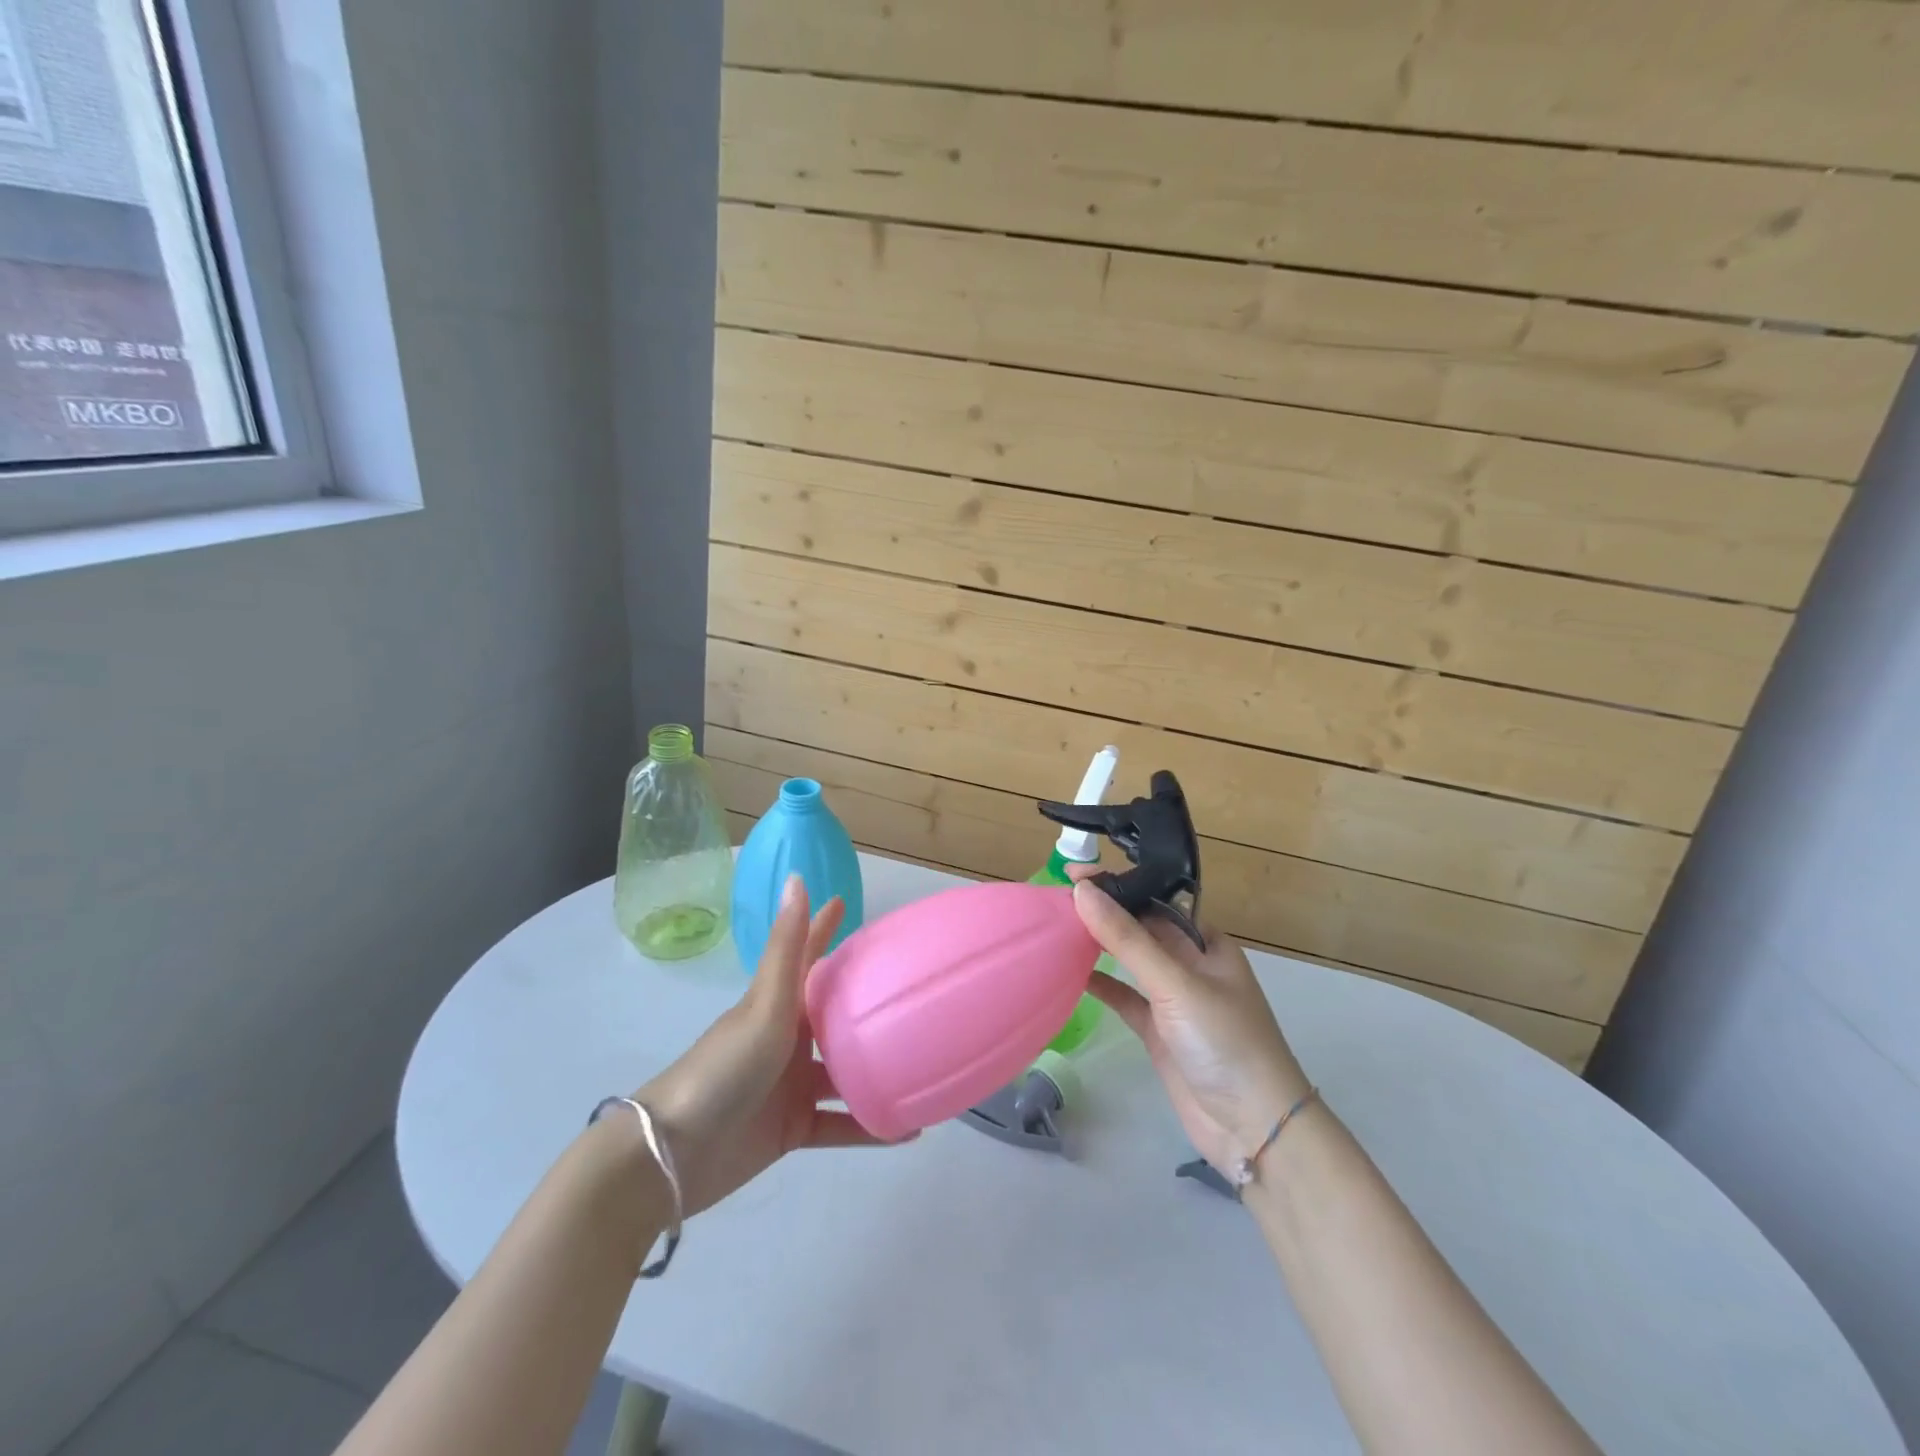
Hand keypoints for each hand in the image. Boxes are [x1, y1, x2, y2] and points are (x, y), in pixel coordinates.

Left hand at [636, 876, 900, 1215]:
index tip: (846, 901)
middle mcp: (789, 1039)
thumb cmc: (724, 1068)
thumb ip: (786, 947)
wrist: (675, 1154)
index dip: (824, 928)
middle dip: (867, 1002)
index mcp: (778, 1005)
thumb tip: (796, 877)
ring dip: (877, 1070)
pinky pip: (841, 1125)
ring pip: (845, 1072)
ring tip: (924, 1063)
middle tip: (913, 990)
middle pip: (835, 1014)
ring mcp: (791, 1084)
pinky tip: (907, 1129)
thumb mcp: (763, 1005)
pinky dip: (870, 1129)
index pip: (809, 956)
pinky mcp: (793, 1127)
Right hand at [1069, 866, 1310, 1174]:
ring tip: (1055, 926)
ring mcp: (1173, 999)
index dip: (1116, 886)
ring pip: (1129, 961)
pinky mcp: (1158, 1031)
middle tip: (1054, 898)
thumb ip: (1127, 938)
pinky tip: (1070, 972)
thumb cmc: (1224, 1041)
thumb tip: (1083, 890)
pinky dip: (1101, 984)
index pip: (1154, 901)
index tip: (1072, 874)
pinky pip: (1124, 997)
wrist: (1253, 1128)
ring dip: (1097, 945)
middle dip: (1102, 912)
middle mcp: (1190, 964)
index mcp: (1205, 942)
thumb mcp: (1175, 983)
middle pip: (1139, 928)